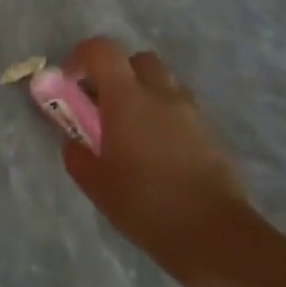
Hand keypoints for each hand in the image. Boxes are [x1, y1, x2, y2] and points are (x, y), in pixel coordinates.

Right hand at [60, 38, 249, 272]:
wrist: (215, 236)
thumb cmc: (145, 205)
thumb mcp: (96, 183)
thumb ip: (78, 155)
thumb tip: (74, 143)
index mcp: (127, 99)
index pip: (102, 50)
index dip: (81, 58)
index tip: (70, 83)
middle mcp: (162, 95)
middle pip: (137, 59)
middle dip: (117, 72)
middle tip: (103, 103)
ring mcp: (191, 113)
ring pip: (164, 83)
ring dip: (143, 93)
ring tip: (131, 130)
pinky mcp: (211, 134)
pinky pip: (182, 109)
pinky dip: (164, 116)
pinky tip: (157, 151)